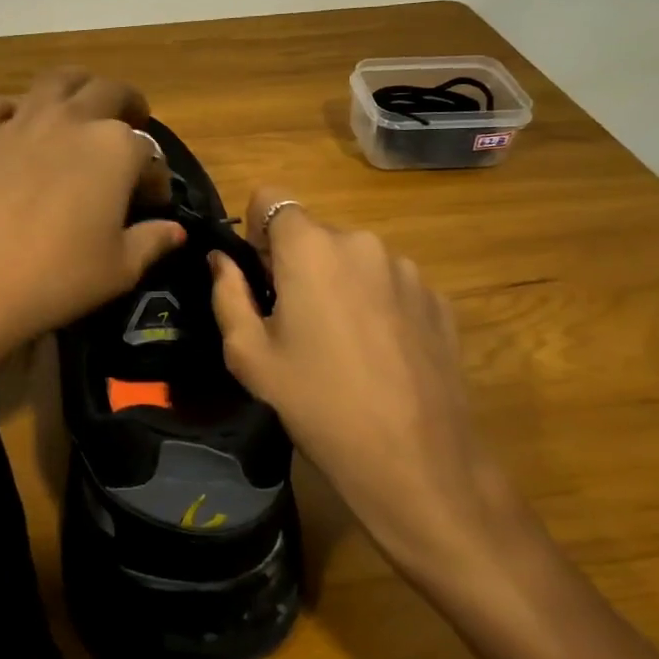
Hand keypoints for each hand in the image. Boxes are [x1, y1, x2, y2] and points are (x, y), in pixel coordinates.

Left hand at [0, 69, 184, 353]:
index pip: (149, 152)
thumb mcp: (118, 270)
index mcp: (115, 148)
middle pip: (108, 92)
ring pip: (55, 82)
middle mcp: (70, 121)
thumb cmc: (55, 279)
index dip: (155, 177)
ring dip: (77, 87)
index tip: (152, 203)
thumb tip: (174, 231)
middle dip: (127, 105)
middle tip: (132, 122)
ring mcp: (19, 124)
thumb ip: (152, 241)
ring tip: (82, 105)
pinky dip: (12, 109)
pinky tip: (15, 123)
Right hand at [207, 188, 531, 586]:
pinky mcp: (438, 299)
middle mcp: (362, 242)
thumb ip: (227, 294)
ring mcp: (407, 269)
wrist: (415, 459)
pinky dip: (375, 304)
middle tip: (293, 323)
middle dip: (297, 264)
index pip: (271, 199)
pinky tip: (378, 356)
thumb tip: (220, 260)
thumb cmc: (315, 403)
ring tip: (341, 345)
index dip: (255, 231)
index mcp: (310, 247)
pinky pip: (390, 284)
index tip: (258, 276)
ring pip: (354, 259)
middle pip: (314, 234)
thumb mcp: (249, 355)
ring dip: (339, 283)